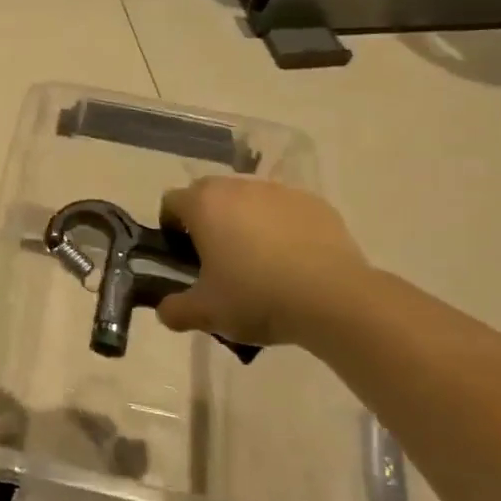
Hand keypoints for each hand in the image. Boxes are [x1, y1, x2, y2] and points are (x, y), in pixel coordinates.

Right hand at [156, 177, 371, 347]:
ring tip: (259, 262)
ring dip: (244, 222)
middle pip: (210, 196)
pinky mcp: (316, 203)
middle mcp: (239, 187)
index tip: (182, 257)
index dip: (170, 228)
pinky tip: (292, 262)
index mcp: (204, 204)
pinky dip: (280, 228)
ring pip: (249, 201)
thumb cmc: (257, 297)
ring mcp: (280, 191)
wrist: (335, 300)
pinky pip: (285, 211)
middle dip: (208, 222)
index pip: (171, 202)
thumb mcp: (205, 313)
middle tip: (217, 261)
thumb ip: (175, 310)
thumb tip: (165, 310)